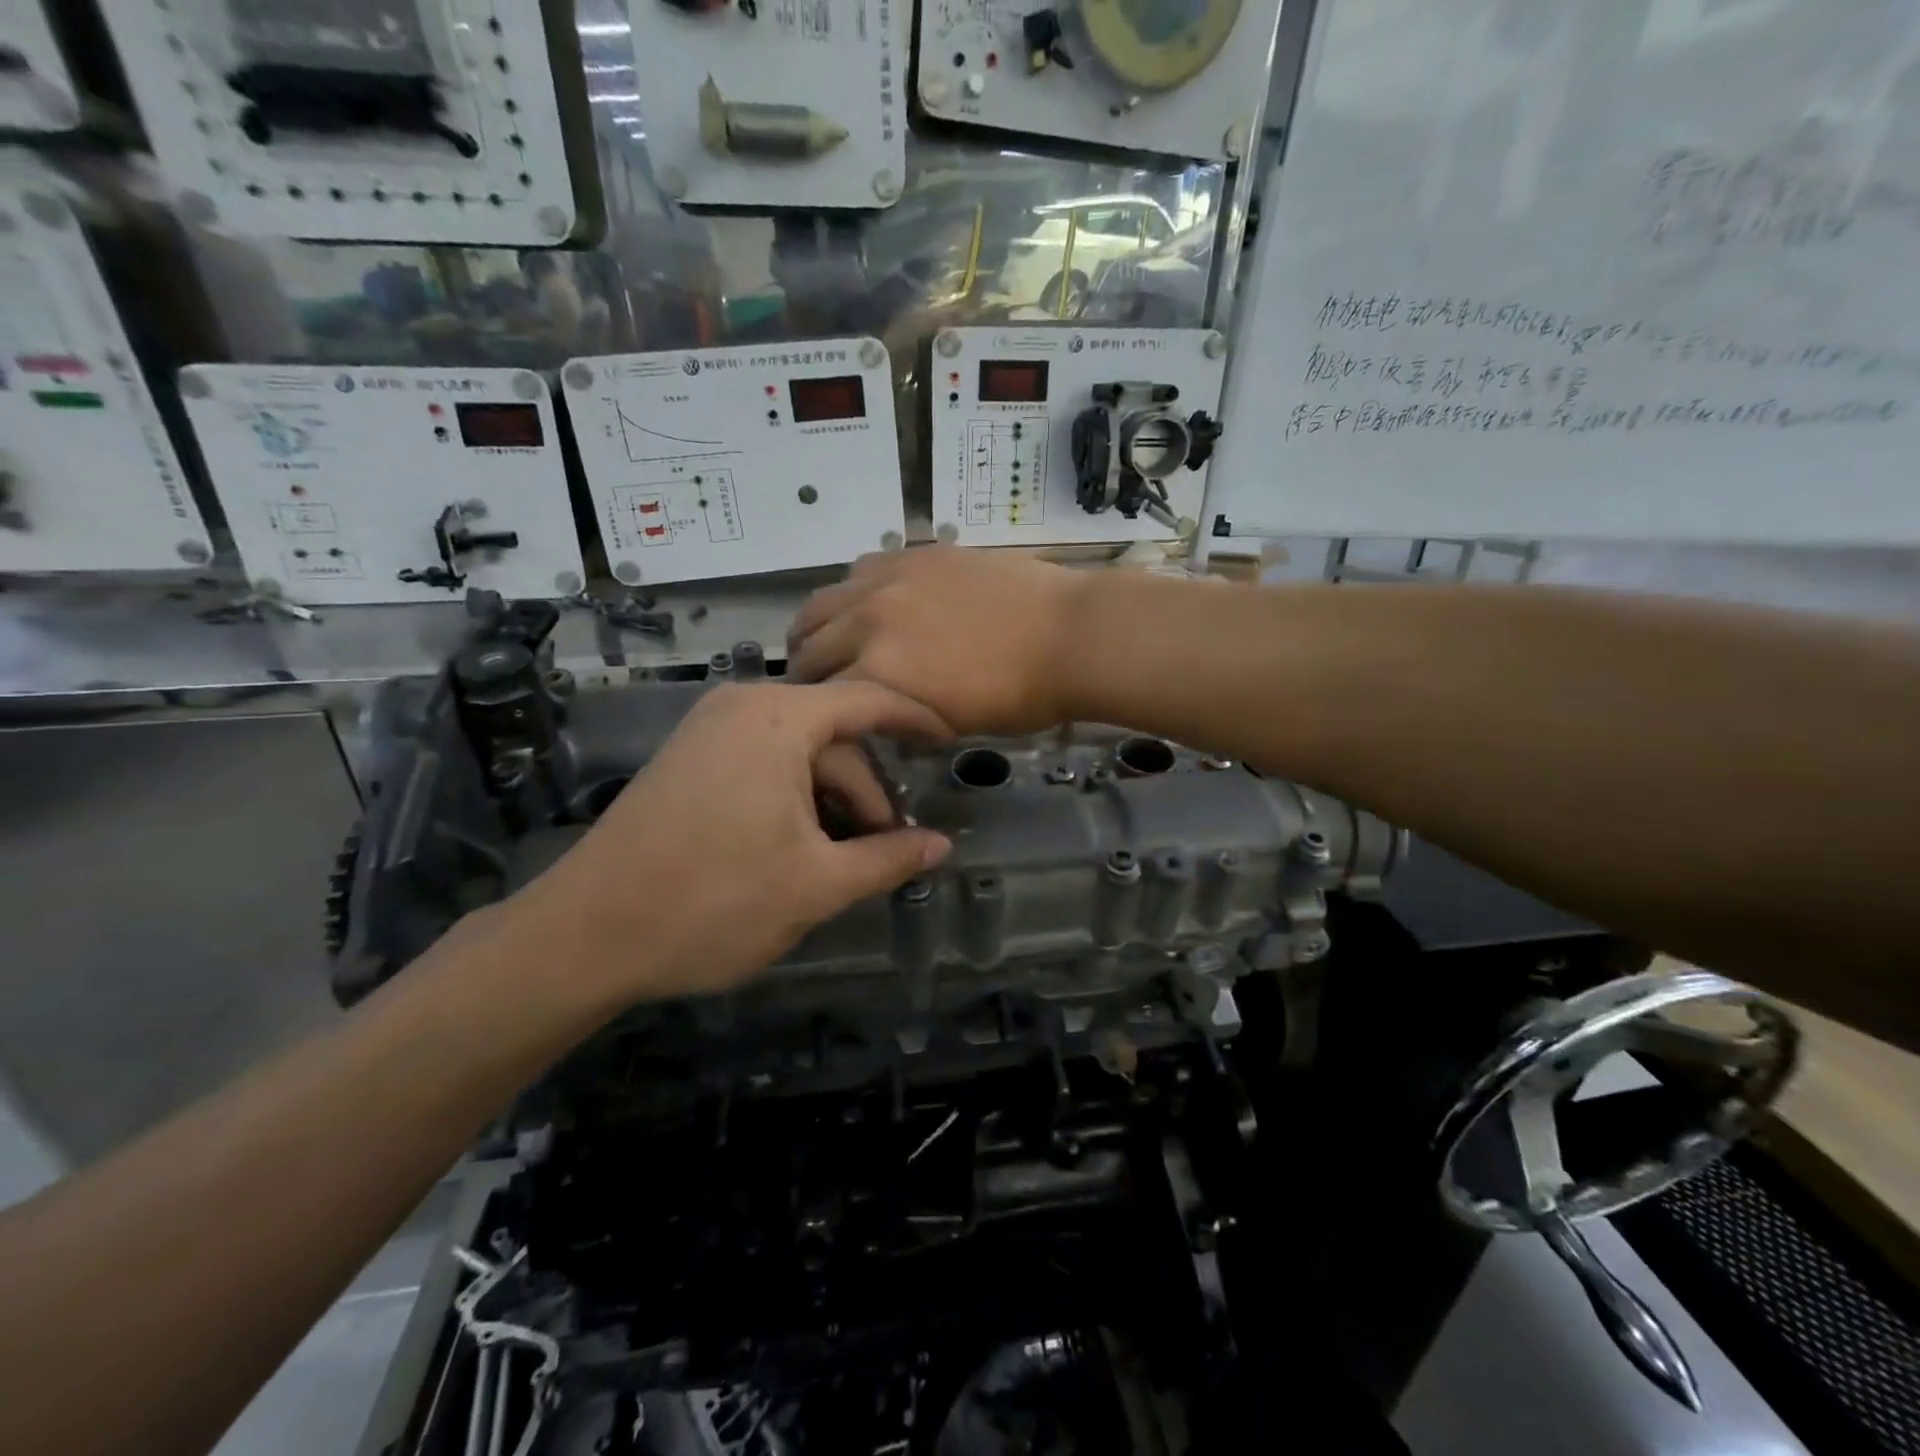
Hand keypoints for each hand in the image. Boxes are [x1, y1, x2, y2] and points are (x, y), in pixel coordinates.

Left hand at [499, 682, 953, 1006]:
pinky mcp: (689, 760)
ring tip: (846, 860)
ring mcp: (709, 732)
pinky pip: (764, 764)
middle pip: (834, 737)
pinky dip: (795, 798)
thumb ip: (888, 858)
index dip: (917, 720)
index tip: (952, 743)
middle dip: (868, 792)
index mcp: (778, 718)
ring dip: (832, 801)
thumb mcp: (816, 885)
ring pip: (799, 754)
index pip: (869, 700)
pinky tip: (801, 847)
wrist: (583, 936)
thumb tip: (942, 846)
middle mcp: (742, 707)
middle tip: (889, 850)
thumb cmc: (713, 902)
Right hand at [788, 548, 1090, 734]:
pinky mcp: (916, 554)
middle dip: (805, 669)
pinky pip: (861, 569)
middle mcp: (869, 621)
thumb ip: (900, 715)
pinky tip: (871, 603)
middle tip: (815, 682)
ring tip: (828, 639)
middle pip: (810, 644)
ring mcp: (890, 580)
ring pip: (824, 601)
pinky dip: (853, 592)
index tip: (819, 716)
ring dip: (818, 627)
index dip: (815, 711)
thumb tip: (880, 713)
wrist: (1070, 635)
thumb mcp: (952, 725)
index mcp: (879, 674)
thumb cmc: (1020, 697)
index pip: (819, 696)